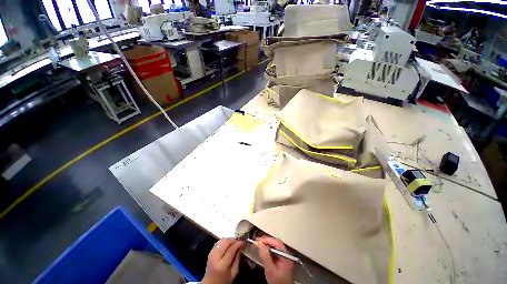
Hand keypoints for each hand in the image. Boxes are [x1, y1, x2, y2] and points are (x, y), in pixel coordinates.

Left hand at [202, 238, 243, 283]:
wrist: (211, 283)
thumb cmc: (224, 280)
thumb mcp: (234, 272)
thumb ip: (237, 259)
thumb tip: (240, 247)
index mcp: (222, 265)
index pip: (231, 250)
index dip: (238, 244)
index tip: (243, 242)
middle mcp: (215, 257)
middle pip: (225, 242)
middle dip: (233, 240)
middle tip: (239, 242)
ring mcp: (211, 254)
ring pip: (222, 240)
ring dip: (229, 240)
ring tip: (234, 243)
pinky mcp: (210, 252)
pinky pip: (218, 243)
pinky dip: (224, 241)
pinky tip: (228, 245)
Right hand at [255, 236, 293, 283]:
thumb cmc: (277, 282)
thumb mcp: (270, 270)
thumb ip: (265, 256)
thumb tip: (259, 243)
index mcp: (285, 255)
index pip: (276, 243)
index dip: (267, 239)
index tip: (258, 240)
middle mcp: (286, 253)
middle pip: (276, 242)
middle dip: (266, 240)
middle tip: (257, 241)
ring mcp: (284, 255)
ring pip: (275, 245)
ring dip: (267, 243)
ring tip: (259, 244)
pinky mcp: (281, 258)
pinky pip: (274, 249)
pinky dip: (268, 248)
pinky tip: (263, 249)